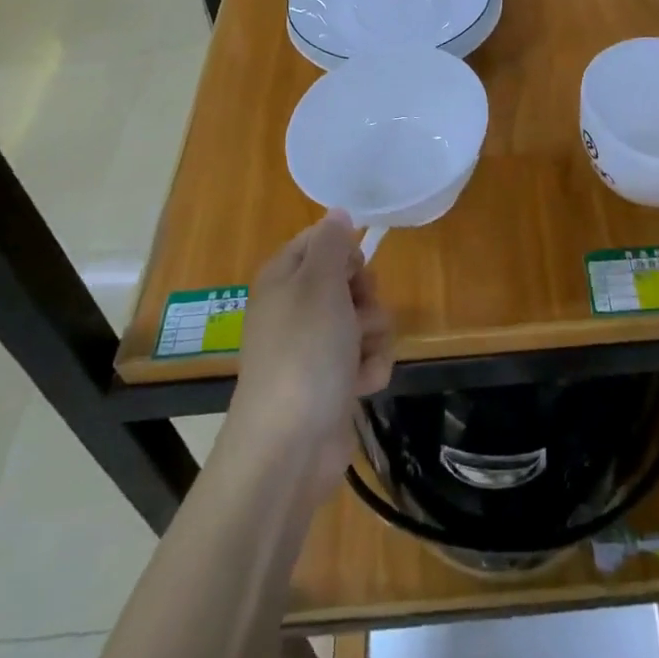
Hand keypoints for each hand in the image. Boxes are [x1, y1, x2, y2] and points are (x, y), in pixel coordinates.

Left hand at [225, 210, 394, 503]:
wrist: (291, 444)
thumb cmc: (305, 351)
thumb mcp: (319, 282)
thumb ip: (331, 243)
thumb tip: (336, 213)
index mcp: (284, 277)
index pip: (321, 240)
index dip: (346, 251)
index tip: (354, 269)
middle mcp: (298, 307)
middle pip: (351, 279)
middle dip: (366, 297)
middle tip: (355, 315)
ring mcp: (316, 347)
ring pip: (367, 319)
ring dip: (373, 337)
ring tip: (358, 358)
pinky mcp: (334, 381)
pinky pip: (367, 357)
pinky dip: (370, 368)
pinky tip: (360, 385)